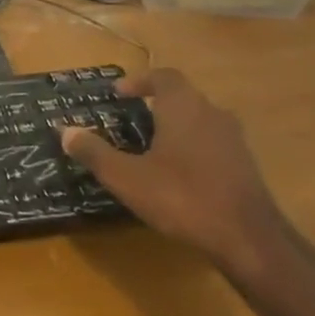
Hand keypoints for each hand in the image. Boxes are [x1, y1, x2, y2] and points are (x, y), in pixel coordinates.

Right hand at [59, 69, 287, 275]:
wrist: (249, 239)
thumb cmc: (182, 197)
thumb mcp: (127, 177)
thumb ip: (94, 152)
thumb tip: (65, 131)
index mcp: (184, 107)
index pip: (163, 76)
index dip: (140, 81)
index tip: (119, 94)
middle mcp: (212, 114)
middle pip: (183, 97)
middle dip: (155, 105)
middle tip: (130, 120)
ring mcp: (233, 140)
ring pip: (199, 121)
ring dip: (175, 127)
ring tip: (150, 148)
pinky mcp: (245, 166)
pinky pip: (212, 144)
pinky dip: (192, 148)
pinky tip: (177, 174)